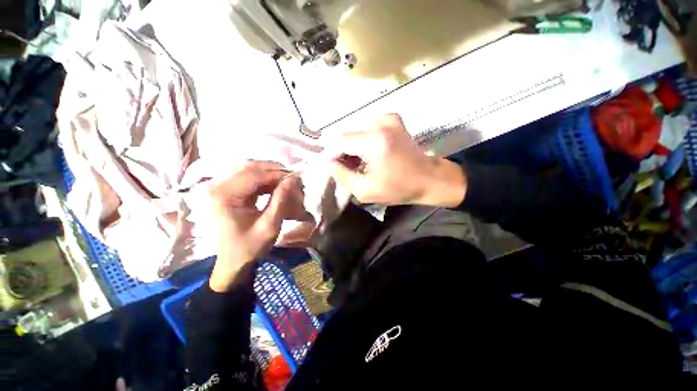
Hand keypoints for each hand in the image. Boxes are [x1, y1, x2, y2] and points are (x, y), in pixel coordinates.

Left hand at [208, 160, 306, 292]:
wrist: (233, 261)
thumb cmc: (250, 246)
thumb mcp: (269, 225)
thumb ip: (280, 200)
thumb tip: (292, 179)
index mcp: (224, 195)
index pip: (254, 175)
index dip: (277, 174)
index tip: (296, 177)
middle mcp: (219, 186)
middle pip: (250, 167)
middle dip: (274, 170)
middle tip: (293, 177)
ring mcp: (222, 187)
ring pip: (250, 169)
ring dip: (270, 173)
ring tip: (287, 181)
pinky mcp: (228, 191)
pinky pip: (249, 177)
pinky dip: (265, 180)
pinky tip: (277, 186)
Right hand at [326, 114, 466, 206]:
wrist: (428, 178)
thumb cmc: (398, 188)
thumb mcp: (365, 190)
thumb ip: (342, 175)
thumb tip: (329, 161)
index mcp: (374, 142)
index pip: (340, 141)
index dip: (332, 154)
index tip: (334, 167)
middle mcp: (380, 123)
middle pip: (346, 131)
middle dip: (341, 148)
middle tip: (346, 165)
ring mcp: (388, 117)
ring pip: (355, 127)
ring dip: (351, 142)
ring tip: (357, 159)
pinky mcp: (392, 117)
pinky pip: (366, 124)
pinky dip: (361, 136)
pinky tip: (367, 150)